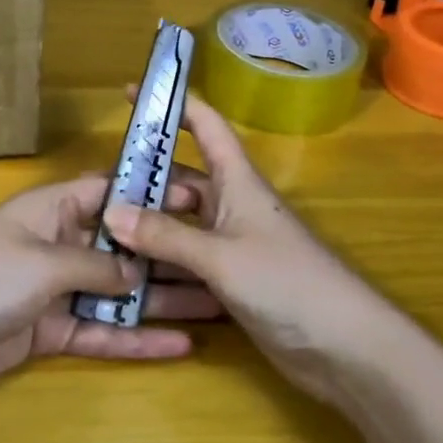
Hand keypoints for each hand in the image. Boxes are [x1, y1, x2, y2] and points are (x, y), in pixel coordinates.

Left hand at [0, 173, 222, 401]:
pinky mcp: (51, 332)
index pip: (112, 194)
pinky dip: (135, 339)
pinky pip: (102, 332)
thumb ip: (96, 266)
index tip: (201, 202)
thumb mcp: (42, 263)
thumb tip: (139, 273)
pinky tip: (180, 346)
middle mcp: (60, 244)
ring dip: (163, 301)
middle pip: (124, 247)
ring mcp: (57, 290)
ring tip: (219, 306)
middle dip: (169, 255)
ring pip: (119, 293)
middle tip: (225, 262)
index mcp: (54, 210)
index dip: (154, 196)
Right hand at [102, 92, 383, 403]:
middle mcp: (232, 206)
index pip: (205, 126)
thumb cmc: (287, 283)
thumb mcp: (220, 256)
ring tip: (99, 229)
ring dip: (147, 227)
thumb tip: (110, 211)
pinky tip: (126, 273)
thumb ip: (165, 235)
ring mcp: (232, 245)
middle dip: (144, 180)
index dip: (173, 105)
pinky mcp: (231, 281)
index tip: (132, 93)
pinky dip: (160, 264)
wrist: (346, 349)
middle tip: (95, 187)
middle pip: (182, 180)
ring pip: (180, 225)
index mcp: (237, 182)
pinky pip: (186, 262)